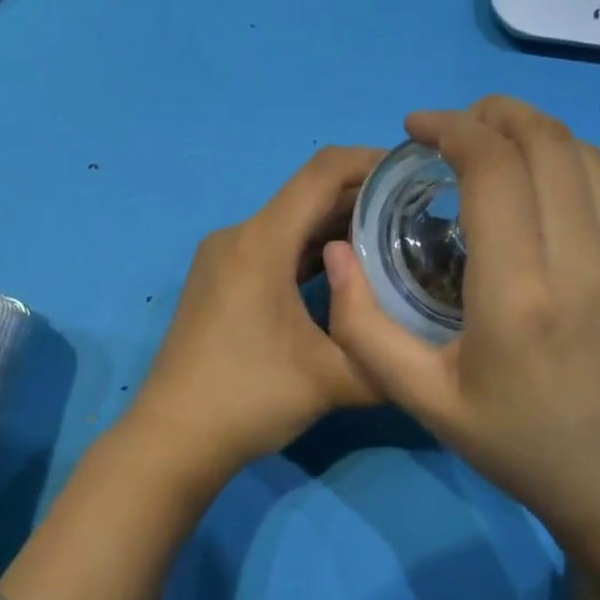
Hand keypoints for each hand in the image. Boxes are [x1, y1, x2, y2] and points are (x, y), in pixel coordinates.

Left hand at [128, 146, 385, 488]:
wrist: (171, 439)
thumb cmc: (247, 399)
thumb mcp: (331, 381)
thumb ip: (388, 357)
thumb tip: (429, 347)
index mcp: (260, 242)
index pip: (322, 172)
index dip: (371, 161)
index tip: (415, 170)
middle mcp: (238, 236)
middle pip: (307, 195)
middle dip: (363, 197)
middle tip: (419, 212)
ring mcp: (223, 258)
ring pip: (290, 223)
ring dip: (338, 225)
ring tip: (393, 239)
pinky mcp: (219, 281)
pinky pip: (273, 247)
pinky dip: (311, 250)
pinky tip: (346, 271)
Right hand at [323, 97, 599, 540]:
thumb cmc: (515, 444)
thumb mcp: (421, 399)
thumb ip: (363, 327)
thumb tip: (336, 252)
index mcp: (517, 296)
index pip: (493, 171)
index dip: (452, 129)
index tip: (417, 128)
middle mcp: (581, 265)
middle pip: (546, 143)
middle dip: (494, 114)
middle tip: (451, 125)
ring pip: (584, 156)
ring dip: (533, 130)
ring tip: (491, 139)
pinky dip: (564, 162)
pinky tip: (534, 184)